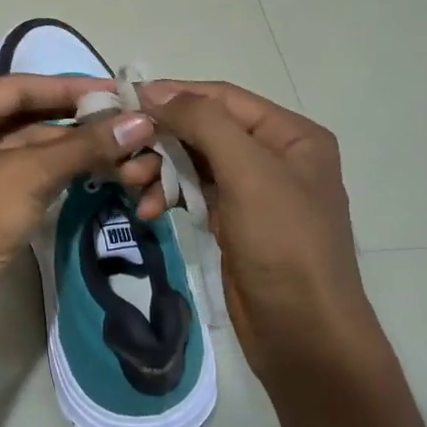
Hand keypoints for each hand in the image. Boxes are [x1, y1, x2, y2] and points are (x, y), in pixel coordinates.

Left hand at [0, 74, 160, 335]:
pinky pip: (19, 177)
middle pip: (20, 118)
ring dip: (66, 150)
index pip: (17, 87)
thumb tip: (140, 122)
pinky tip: (89, 172)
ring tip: (118, 147)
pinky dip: (51, 174)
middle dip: (71, 121)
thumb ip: (84, 146)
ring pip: (22, 150)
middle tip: (123, 121)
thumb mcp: (28, 175)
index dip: (68, 87)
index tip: (115, 91)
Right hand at [140, 81, 386, 386]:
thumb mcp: (249, 172)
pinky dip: (169, 197)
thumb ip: (204, 123)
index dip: (174, 95)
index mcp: (292, 135)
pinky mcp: (235, 222)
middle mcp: (275, 156)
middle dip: (162, 139)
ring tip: (129, 183)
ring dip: (160, 169)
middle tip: (122, 152)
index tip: (125, 100)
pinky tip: (147, 211)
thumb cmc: (283, 244)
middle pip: (205, 130)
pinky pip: (194, 194)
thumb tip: (157, 92)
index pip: (223, 98)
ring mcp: (254, 191)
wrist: (303, 335)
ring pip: (195, 163)